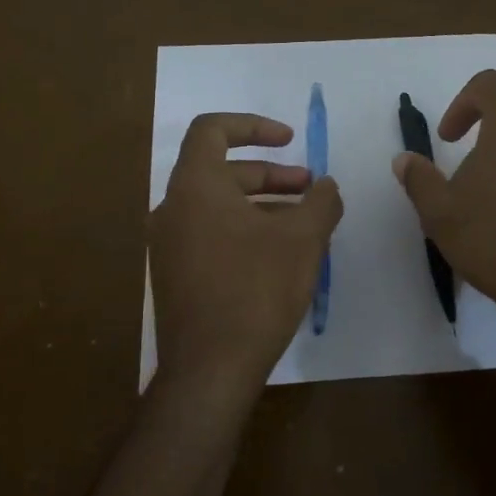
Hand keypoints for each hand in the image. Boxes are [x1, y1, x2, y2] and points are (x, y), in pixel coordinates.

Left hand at [150, 112, 344, 395]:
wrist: (210, 369)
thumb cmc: (256, 290)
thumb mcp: (302, 239)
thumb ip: (320, 202)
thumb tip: (327, 187)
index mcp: (195, 186)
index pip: (213, 130)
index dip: (253, 126)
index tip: (289, 140)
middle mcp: (172, 208)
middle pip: (221, 171)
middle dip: (270, 174)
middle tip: (309, 190)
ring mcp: (168, 245)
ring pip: (218, 206)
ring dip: (261, 205)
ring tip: (302, 225)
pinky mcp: (174, 275)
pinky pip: (210, 235)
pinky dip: (243, 230)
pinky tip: (277, 256)